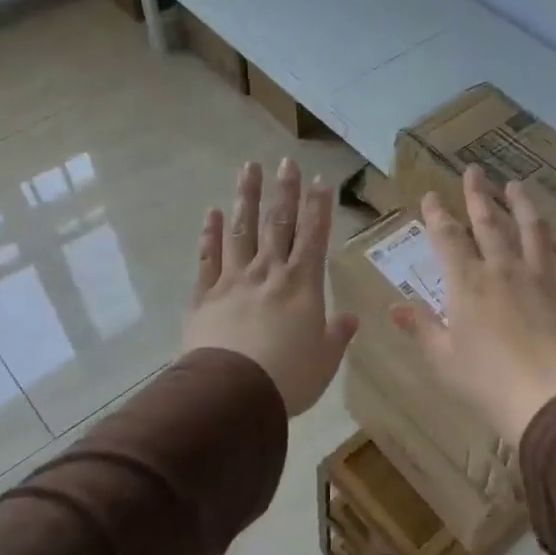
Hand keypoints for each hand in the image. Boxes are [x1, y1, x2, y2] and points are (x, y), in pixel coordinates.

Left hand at [182, 158, 357, 415]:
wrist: (233, 393)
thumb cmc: (289, 377)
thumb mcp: (325, 360)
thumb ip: (337, 335)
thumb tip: (350, 318)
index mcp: (302, 285)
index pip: (314, 236)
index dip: (319, 207)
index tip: (320, 180)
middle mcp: (268, 273)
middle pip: (278, 224)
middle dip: (284, 191)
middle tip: (286, 161)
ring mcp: (233, 280)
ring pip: (241, 230)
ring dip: (246, 197)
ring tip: (248, 168)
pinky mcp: (205, 296)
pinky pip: (208, 258)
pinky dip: (210, 234)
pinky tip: (212, 213)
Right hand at [391, 165, 555, 444]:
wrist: (547, 398)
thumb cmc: (485, 382)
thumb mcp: (442, 358)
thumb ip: (421, 327)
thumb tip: (395, 306)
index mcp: (466, 283)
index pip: (447, 238)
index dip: (437, 214)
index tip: (432, 195)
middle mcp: (502, 269)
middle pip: (488, 223)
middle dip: (478, 194)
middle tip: (474, 170)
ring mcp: (539, 276)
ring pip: (531, 229)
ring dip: (522, 204)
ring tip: (516, 185)